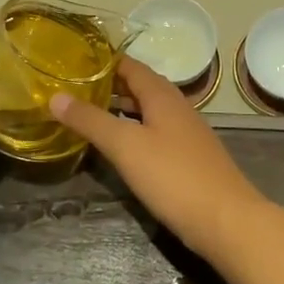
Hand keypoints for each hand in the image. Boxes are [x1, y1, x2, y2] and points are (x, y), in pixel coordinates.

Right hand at [50, 58, 263, 257]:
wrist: (228, 221)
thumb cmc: (174, 177)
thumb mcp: (125, 146)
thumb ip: (90, 121)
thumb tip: (55, 96)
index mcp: (162, 95)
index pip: (129, 65)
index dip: (102, 61)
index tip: (72, 61)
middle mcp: (176, 107)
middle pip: (139, 86)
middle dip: (108, 85)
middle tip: (73, 89)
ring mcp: (186, 133)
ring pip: (148, 111)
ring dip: (120, 109)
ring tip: (89, 115)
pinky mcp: (189, 158)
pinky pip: (155, 133)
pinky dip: (134, 130)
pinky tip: (120, 148)